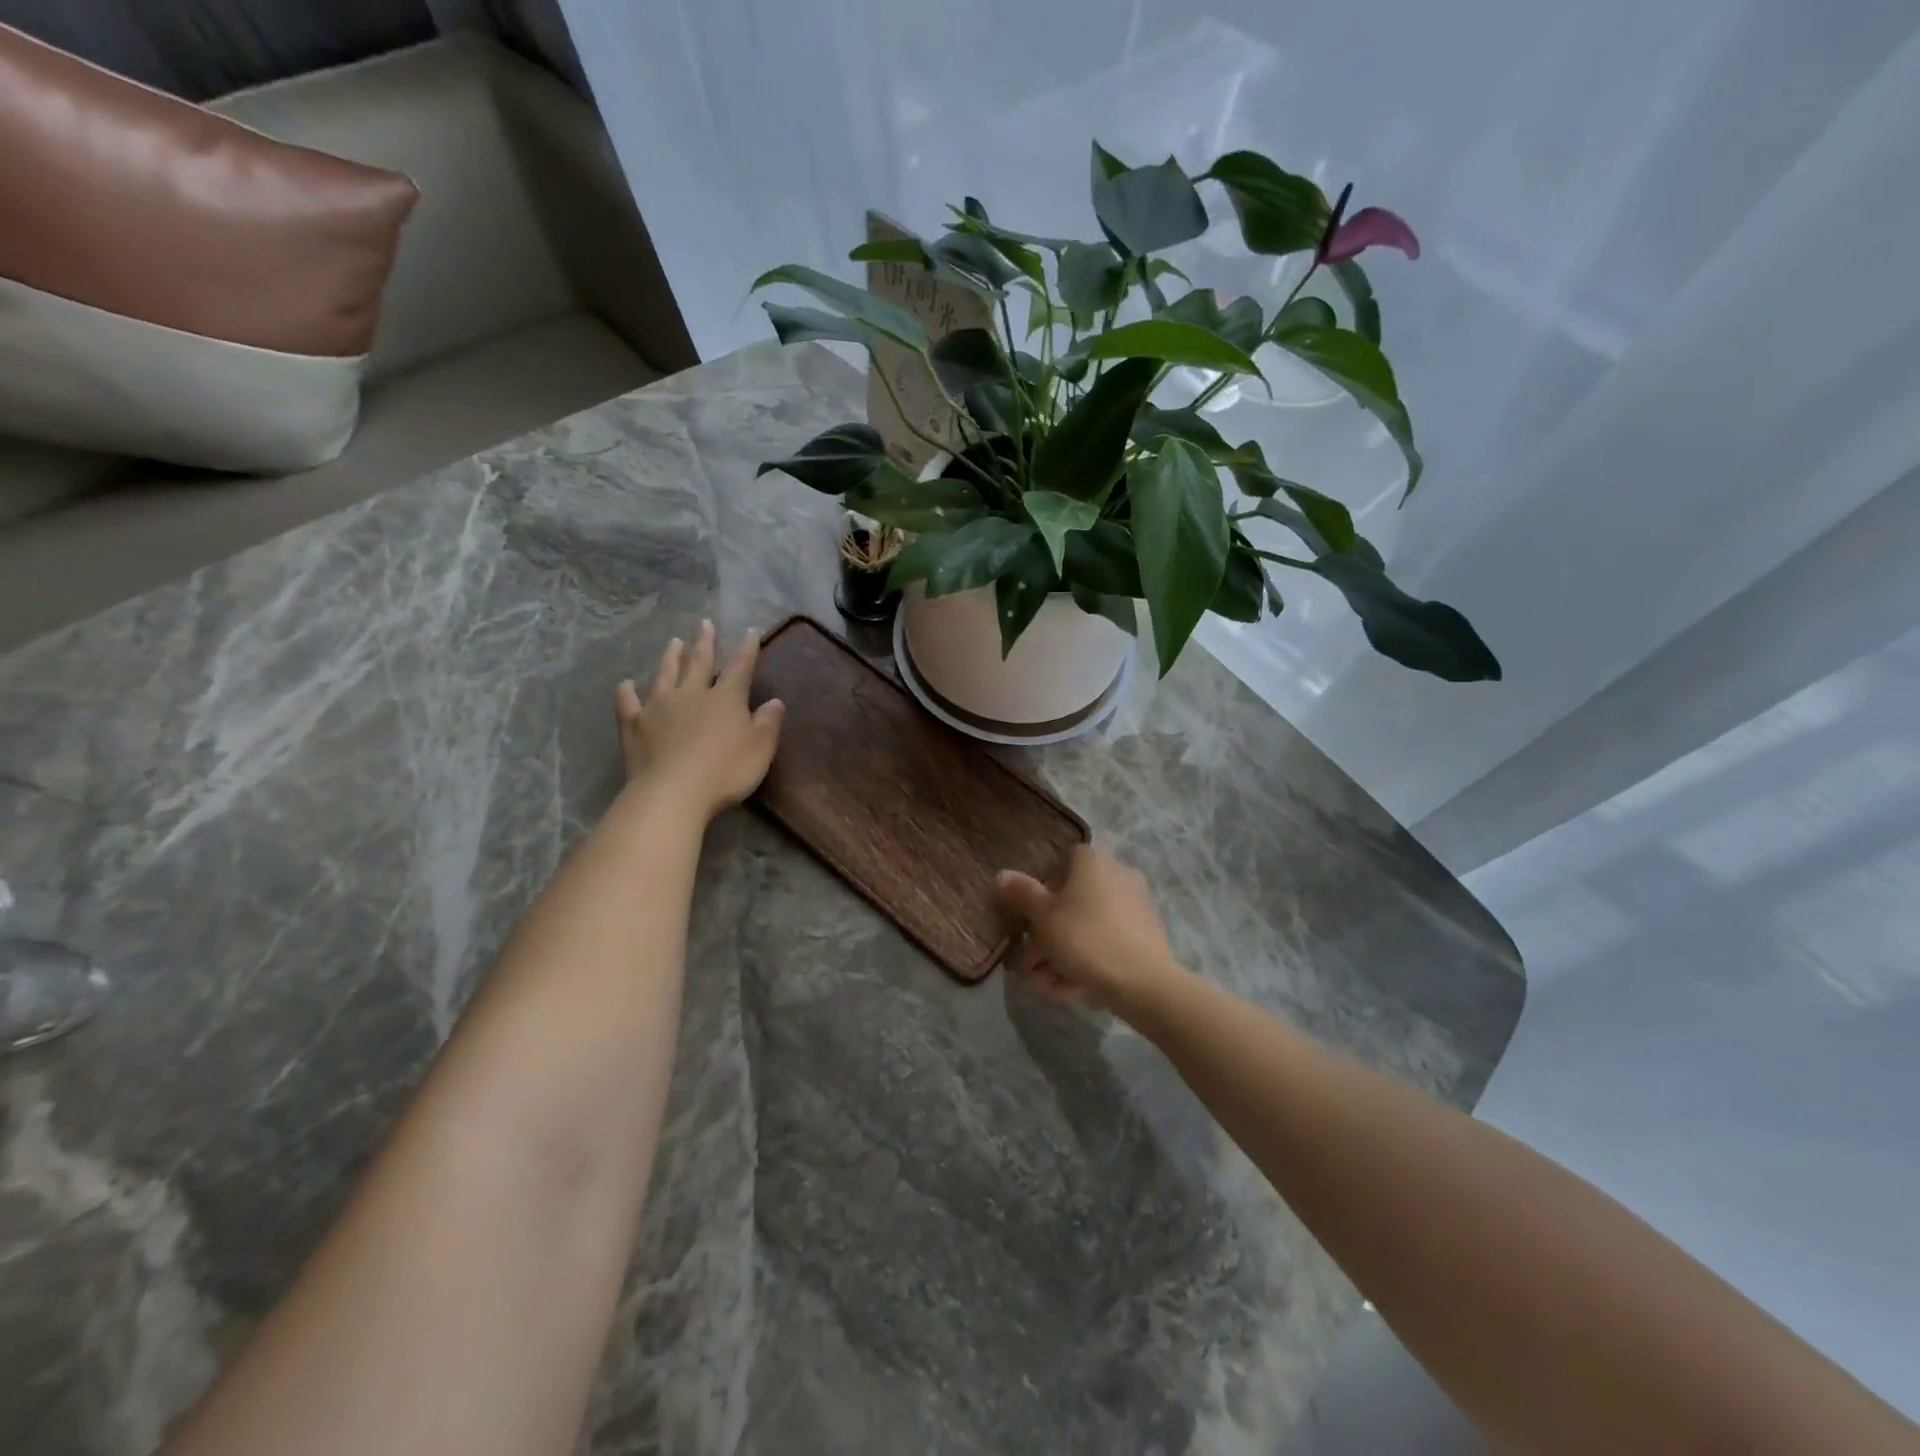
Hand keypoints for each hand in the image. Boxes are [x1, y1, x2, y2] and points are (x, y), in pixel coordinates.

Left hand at [617, 620, 784, 818]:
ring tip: (673, 642)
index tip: (749, 632)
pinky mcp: (634, 725)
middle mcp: (692, 694)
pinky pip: (628, 703)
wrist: (673, 792)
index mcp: (725, 699)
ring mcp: (659, 707)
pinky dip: (627, 692)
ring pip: (665, 674)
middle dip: (704, 643)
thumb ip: (768, 723)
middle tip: (704, 624)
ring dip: (670, 657)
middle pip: (699, 662)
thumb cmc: (725, 771)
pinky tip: (625, 684)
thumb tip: (775, 701)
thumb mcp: (760, 749)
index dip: (747, 650)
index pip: (739, 667)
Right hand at [995, 847, 1182, 1019]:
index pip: (1062, 861)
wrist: (1143, 982)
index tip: (1029, 916)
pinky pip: (1107, 941)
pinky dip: (1087, 960)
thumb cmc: (1085, 938)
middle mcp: (1118, 875)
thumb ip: (1021, 893)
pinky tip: (1069, 989)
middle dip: (1048, 933)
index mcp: (1093, 861)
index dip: (1042, 887)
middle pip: (1074, 899)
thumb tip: (1001, 874)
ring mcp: (1136, 905)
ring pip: (1089, 925)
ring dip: (1063, 953)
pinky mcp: (1147, 934)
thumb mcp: (1043, 916)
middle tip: (1030, 963)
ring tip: (1046, 985)